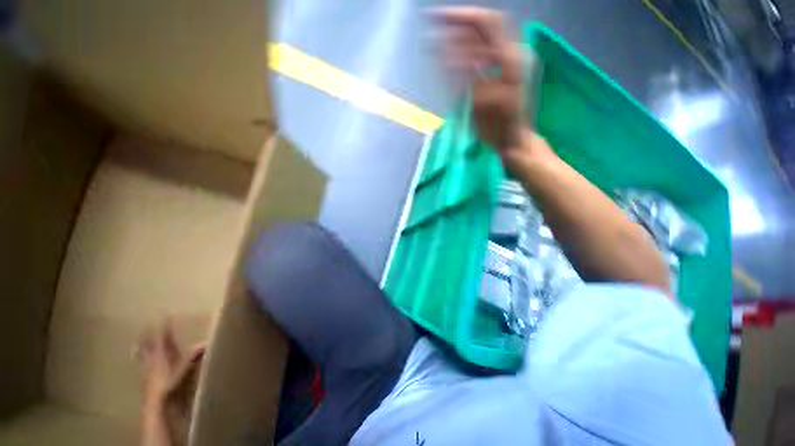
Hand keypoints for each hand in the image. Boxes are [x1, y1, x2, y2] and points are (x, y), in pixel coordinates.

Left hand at [138, 320, 204, 444]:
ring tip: (137, 341)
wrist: (157, 407)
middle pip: (149, 345)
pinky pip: (143, 364)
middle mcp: (152, 361)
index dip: (164, 326)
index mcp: (161, 357)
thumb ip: (192, 358)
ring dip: (141, 347)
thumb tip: (204, 343)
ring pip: (143, 355)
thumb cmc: (171, 387)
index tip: (164, 313)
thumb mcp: (184, 372)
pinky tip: (140, 361)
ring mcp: (148, 370)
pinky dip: (141, 359)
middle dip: (148, 335)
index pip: (163, 338)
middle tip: (145, 324)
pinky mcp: (147, 379)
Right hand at [434, 7, 553, 172]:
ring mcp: (508, 65)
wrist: (514, 142)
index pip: (486, 24)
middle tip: (432, 31)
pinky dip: (464, 58)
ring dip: (457, 42)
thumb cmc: (501, 129)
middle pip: (483, 30)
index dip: (462, 17)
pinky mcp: (502, 76)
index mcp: (511, 59)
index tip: (437, 18)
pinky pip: (481, 60)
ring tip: (435, 45)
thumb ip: (470, 79)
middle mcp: (511, 55)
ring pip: (481, 44)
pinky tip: (450, 62)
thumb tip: (451, 56)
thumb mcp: (484, 105)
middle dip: (457, 26)